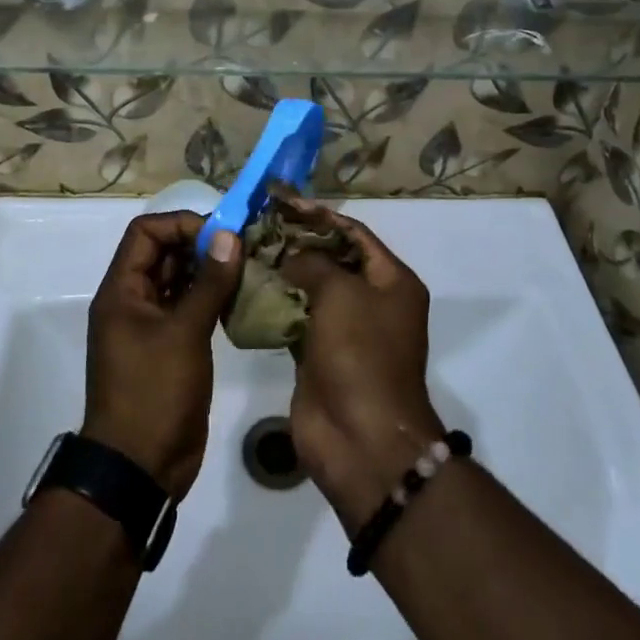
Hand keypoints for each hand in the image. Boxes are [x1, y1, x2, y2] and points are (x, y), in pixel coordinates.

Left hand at [83, 212, 243, 500]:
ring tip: (249, 266)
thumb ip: (209, 283)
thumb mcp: (184, 333)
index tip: (220, 234)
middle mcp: (133, 300)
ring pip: (180, 279)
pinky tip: (243, 296)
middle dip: (202, 244)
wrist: (140, 468)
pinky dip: (213, 297)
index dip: (181, 225)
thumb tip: (230, 236)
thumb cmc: (154, 393)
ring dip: (210, 270)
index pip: (146, 233)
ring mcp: (152, 325)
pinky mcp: (171, 346)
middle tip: (244, 247)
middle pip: (164, 252)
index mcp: (122, 291)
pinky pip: (190, 306)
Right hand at [279, 206, 445, 529]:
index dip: (318, 215)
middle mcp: (372, 301)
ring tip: (247, 250)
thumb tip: (288, 256)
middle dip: (297, 241)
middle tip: (258, 223)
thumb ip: (311, 262)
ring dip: (283, 271)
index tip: (282, 200)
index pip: (353, 233)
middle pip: (332, 258)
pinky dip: (276, 304)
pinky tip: (247, 288)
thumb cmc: (360, 354)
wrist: (361, 439)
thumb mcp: (340, 293)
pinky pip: (297, 318)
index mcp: (392, 281)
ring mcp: (346, 330)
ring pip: (312, 288)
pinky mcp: (319, 355)